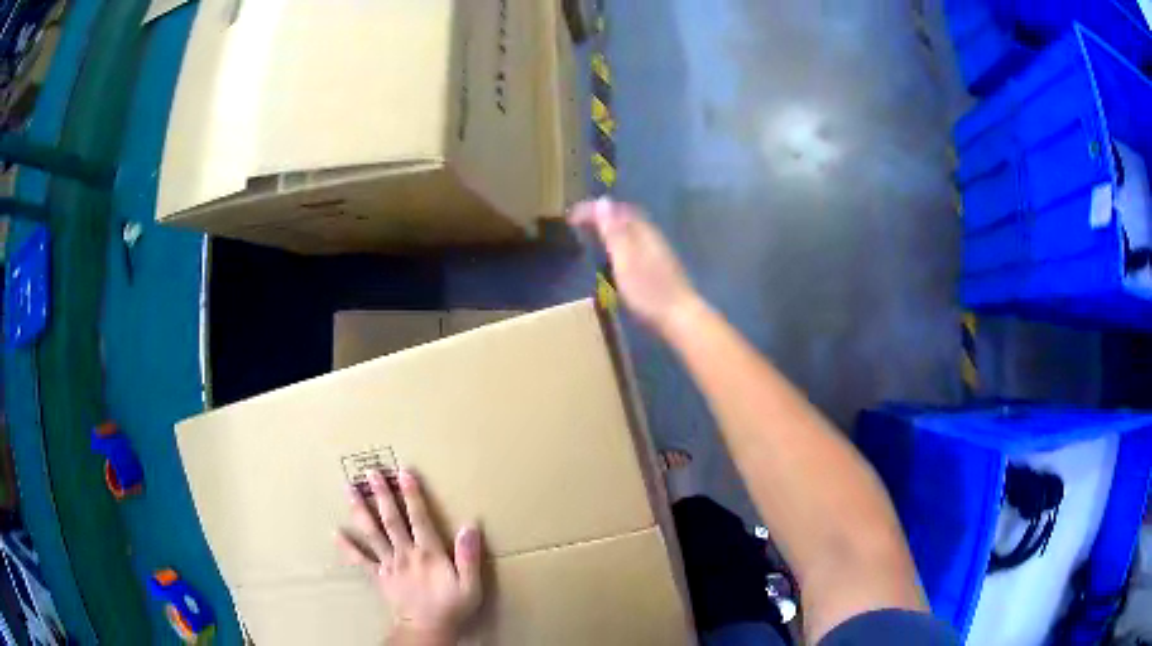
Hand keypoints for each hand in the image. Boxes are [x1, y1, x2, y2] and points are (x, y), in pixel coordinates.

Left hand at [338, 470, 482, 645]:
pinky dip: (347, 547)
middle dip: (381, 494)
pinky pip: (360, 560)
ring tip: (349, 489)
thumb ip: (469, 556)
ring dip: (360, 510)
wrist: (427, 630)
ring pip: (372, 533)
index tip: (405, 471)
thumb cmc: (452, 607)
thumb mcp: (470, 584)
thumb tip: (470, 526)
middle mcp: (405, 553)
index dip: (413, 494)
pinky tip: (335, 533)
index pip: (419, 518)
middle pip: (391, 519)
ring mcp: (389, 564)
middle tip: (371, 473)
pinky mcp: (379, 577)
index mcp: (428, 553)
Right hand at [570, 198, 702, 336]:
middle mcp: (651, 237)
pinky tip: (614, 256)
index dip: (592, 210)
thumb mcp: (625, 260)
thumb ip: (614, 232)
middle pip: (624, 217)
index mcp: (642, 232)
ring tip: (592, 235)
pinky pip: (634, 244)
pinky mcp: (659, 267)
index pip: (615, 210)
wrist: (679, 318)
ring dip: (610, 229)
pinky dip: (619, 243)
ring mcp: (657, 252)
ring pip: (630, 231)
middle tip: (579, 223)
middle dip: (601, 216)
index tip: (571, 216)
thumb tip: (603, 201)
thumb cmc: (648, 291)